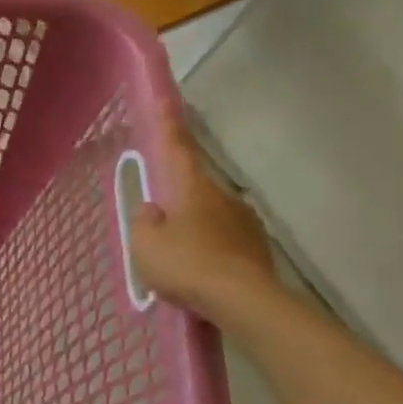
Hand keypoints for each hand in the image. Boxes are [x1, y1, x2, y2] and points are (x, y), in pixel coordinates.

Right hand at [127, 97, 279, 321]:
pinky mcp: (258, 249)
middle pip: (193, 186)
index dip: (169, 124)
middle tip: (161, 219)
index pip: (176, 147)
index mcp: (191, 187)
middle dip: (177, 197)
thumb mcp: (145, 244)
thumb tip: (153, 209)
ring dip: (196, 226)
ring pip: (211, 215)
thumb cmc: (187, 265)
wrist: (245, 303)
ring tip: (181, 254)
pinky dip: (212, 249)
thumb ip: (144, 221)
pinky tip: (202, 272)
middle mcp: (222, 196)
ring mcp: (245, 222)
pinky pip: (226, 240)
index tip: (167, 100)